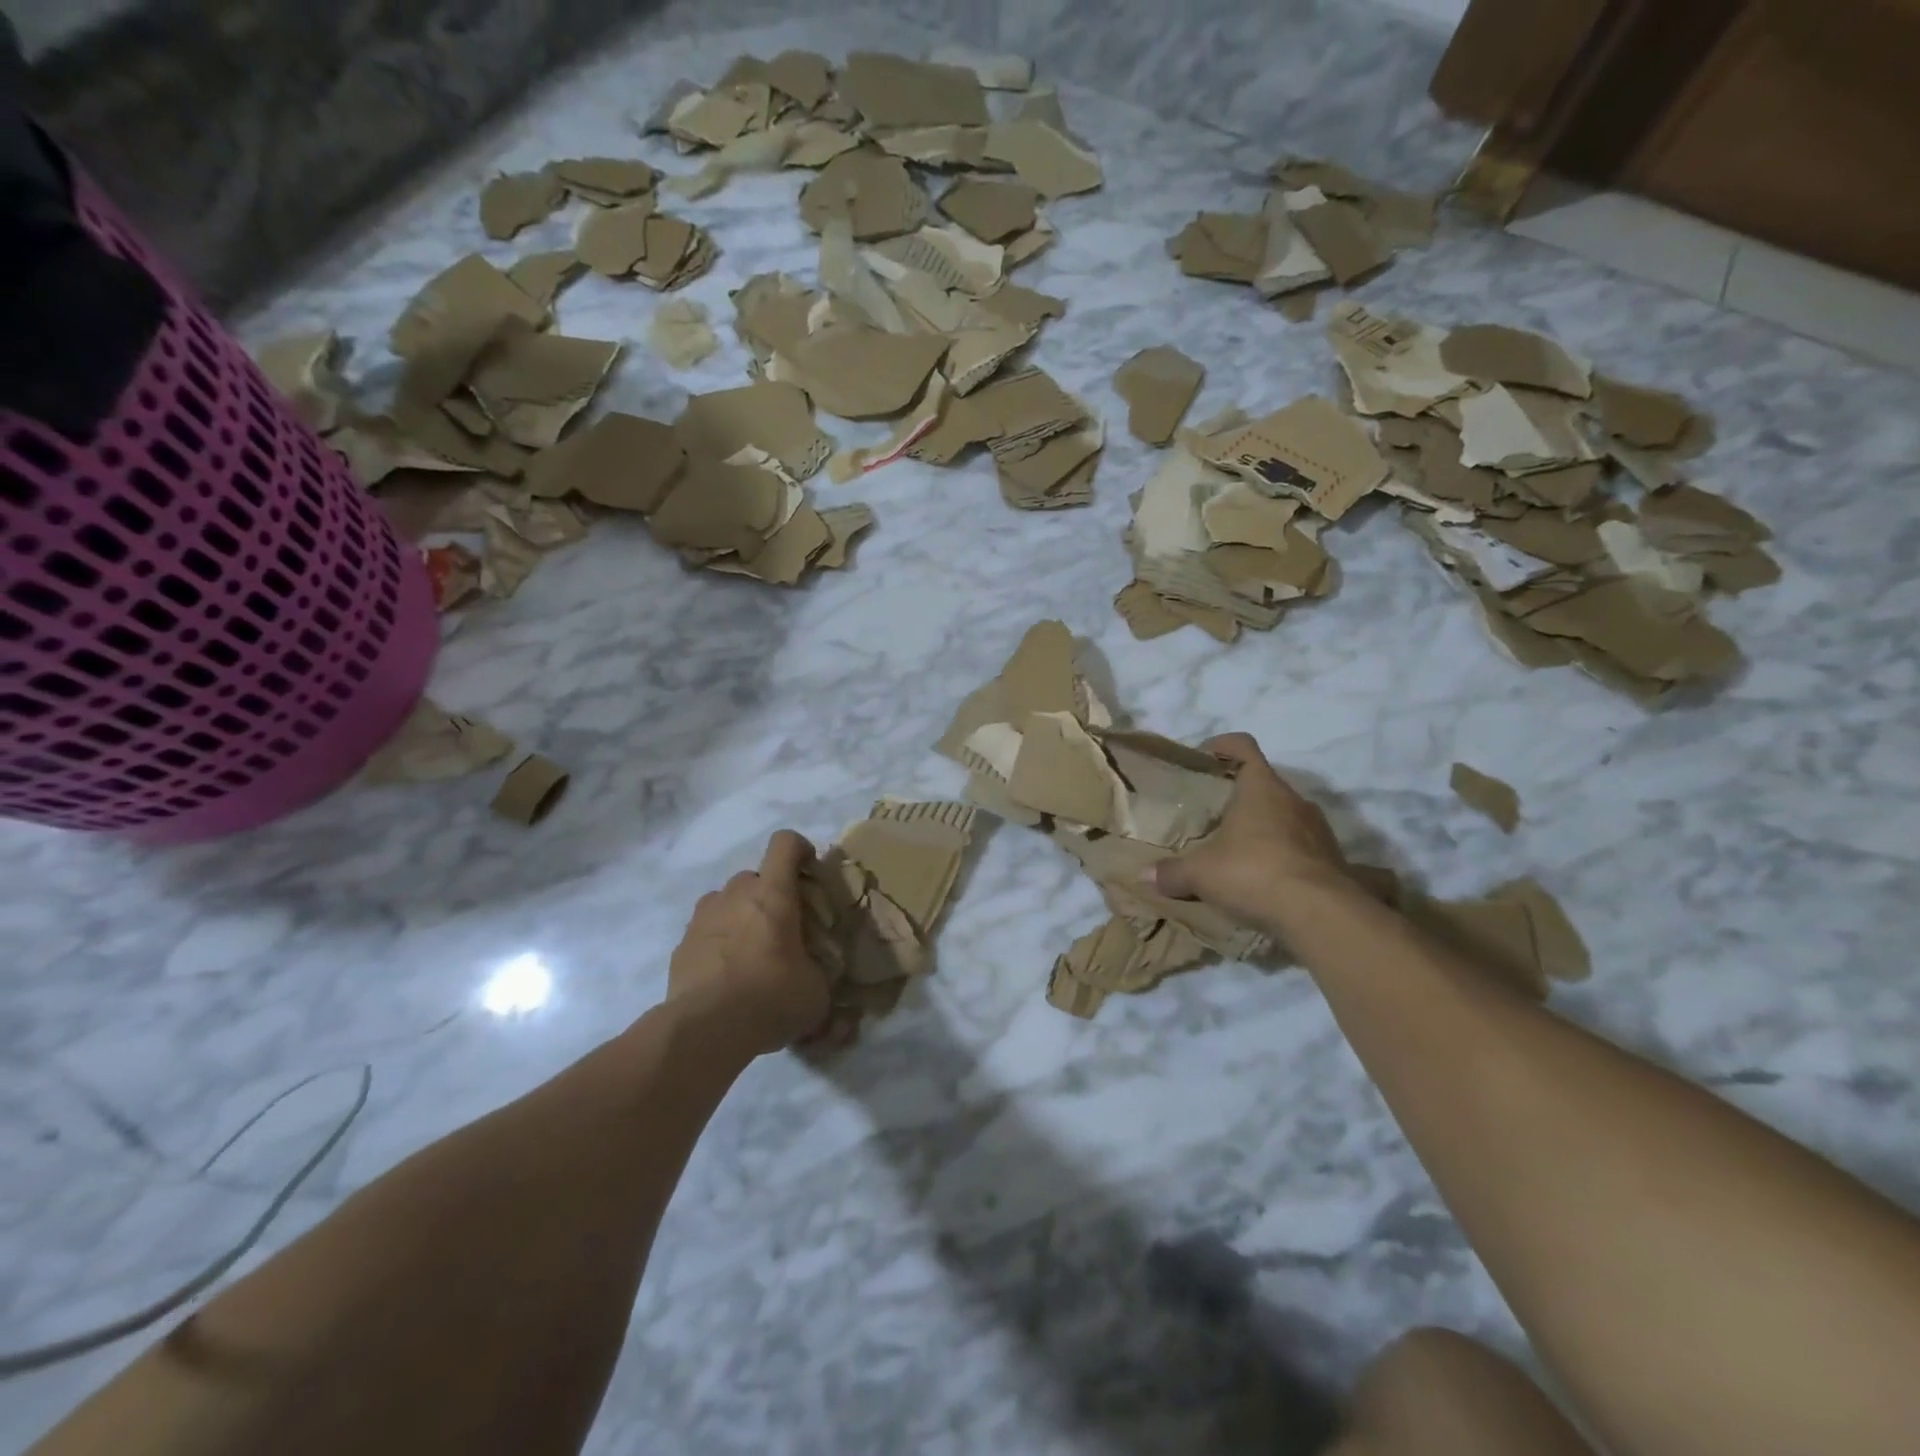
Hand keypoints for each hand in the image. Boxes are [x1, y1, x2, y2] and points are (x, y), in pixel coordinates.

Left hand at [667, 830, 830, 1055]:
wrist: (706, 1029)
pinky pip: (704, 931)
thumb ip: (818, 969)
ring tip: (749, 950)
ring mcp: (703, 918)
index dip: (799, 849)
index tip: (809, 871)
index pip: (785, 844)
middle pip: (753, 876)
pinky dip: (716, 942)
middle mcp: (736, 895)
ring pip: (724, 901)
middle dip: (768, 894)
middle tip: (781, 927)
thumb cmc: (771, 997)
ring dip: (738, 915)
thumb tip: (814, 972)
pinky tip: (725, 975)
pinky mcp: (681, 945)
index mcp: (773, 893)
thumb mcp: (816, 989)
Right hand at [1148, 733, 1350, 931]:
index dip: (1222, 746)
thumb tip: (1145, 875)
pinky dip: (1281, 855)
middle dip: (1238, 795)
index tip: (1203, 758)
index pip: (1243, 746)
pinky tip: (1262, 878)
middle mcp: (1293, 799)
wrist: (1321, 914)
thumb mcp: (1201, 874)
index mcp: (1261, 788)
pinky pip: (1300, 847)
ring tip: (1236, 850)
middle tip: (1211, 814)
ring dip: (1262, 827)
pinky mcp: (1332, 859)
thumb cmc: (1254, 872)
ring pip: (1284, 815)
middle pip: (1263, 784)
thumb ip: (1172, 872)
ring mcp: (1317, 829)